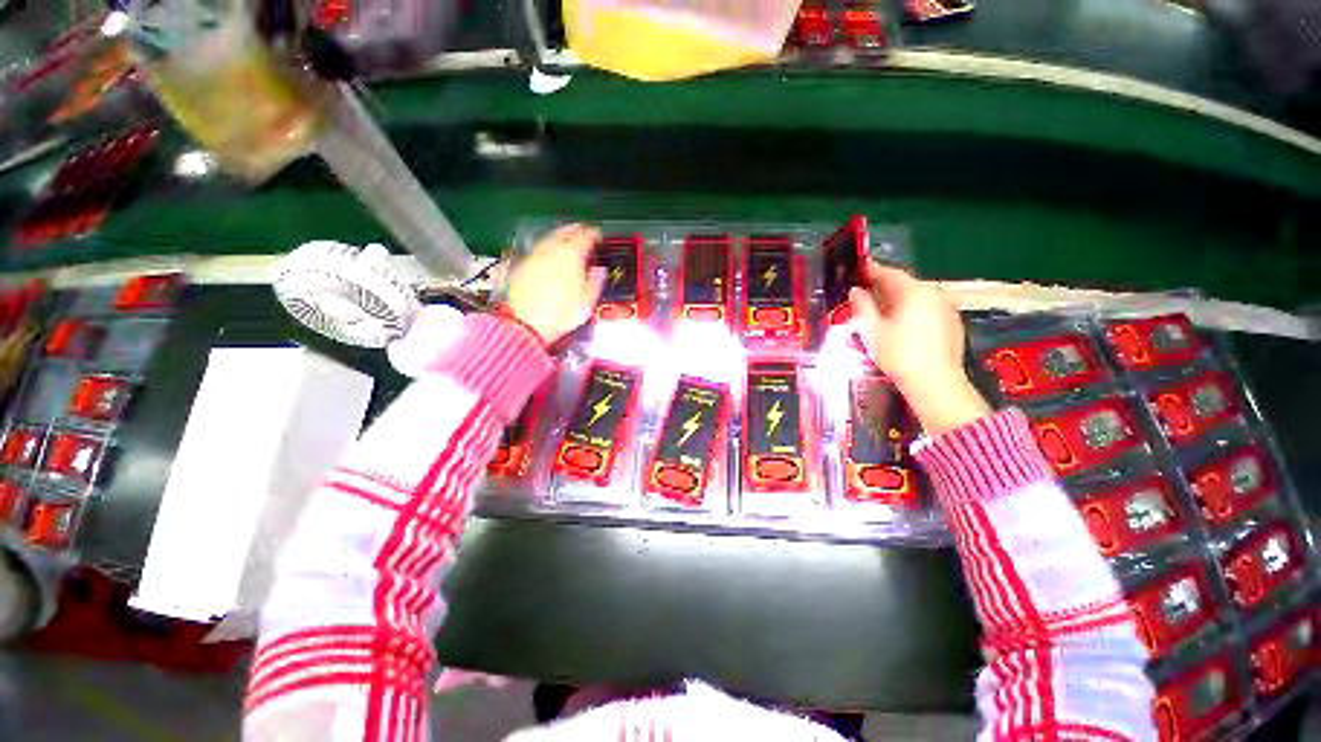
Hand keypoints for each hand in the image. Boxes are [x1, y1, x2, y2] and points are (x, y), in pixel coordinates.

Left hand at [506, 224, 605, 343]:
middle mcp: (552, 250)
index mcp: (571, 256)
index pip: (584, 237)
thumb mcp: (587, 301)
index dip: (593, 234)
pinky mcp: (522, 266)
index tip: (597, 235)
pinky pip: (537, 249)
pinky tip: (548, 253)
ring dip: (559, 235)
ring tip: (566, 238)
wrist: (527, 324)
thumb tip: (600, 270)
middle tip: (582, 230)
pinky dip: (546, 247)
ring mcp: (534, 256)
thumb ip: (595, 281)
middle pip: (564, 233)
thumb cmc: (561, 314)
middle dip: (575, 230)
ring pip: (549, 238)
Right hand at [848, 261, 990, 434]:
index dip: (872, 270)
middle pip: (905, 285)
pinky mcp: (952, 324)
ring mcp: (946, 309)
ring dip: (897, 299)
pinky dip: (911, 311)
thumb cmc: (899, 354)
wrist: (935, 383)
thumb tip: (856, 291)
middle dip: (884, 286)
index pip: (889, 274)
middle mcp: (934, 294)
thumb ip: (863, 306)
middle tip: (865, 290)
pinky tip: (900, 324)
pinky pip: (927, 309)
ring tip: (879, 309)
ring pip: (917, 298)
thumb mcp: (872, 330)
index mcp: (914, 292)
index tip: (859, 267)